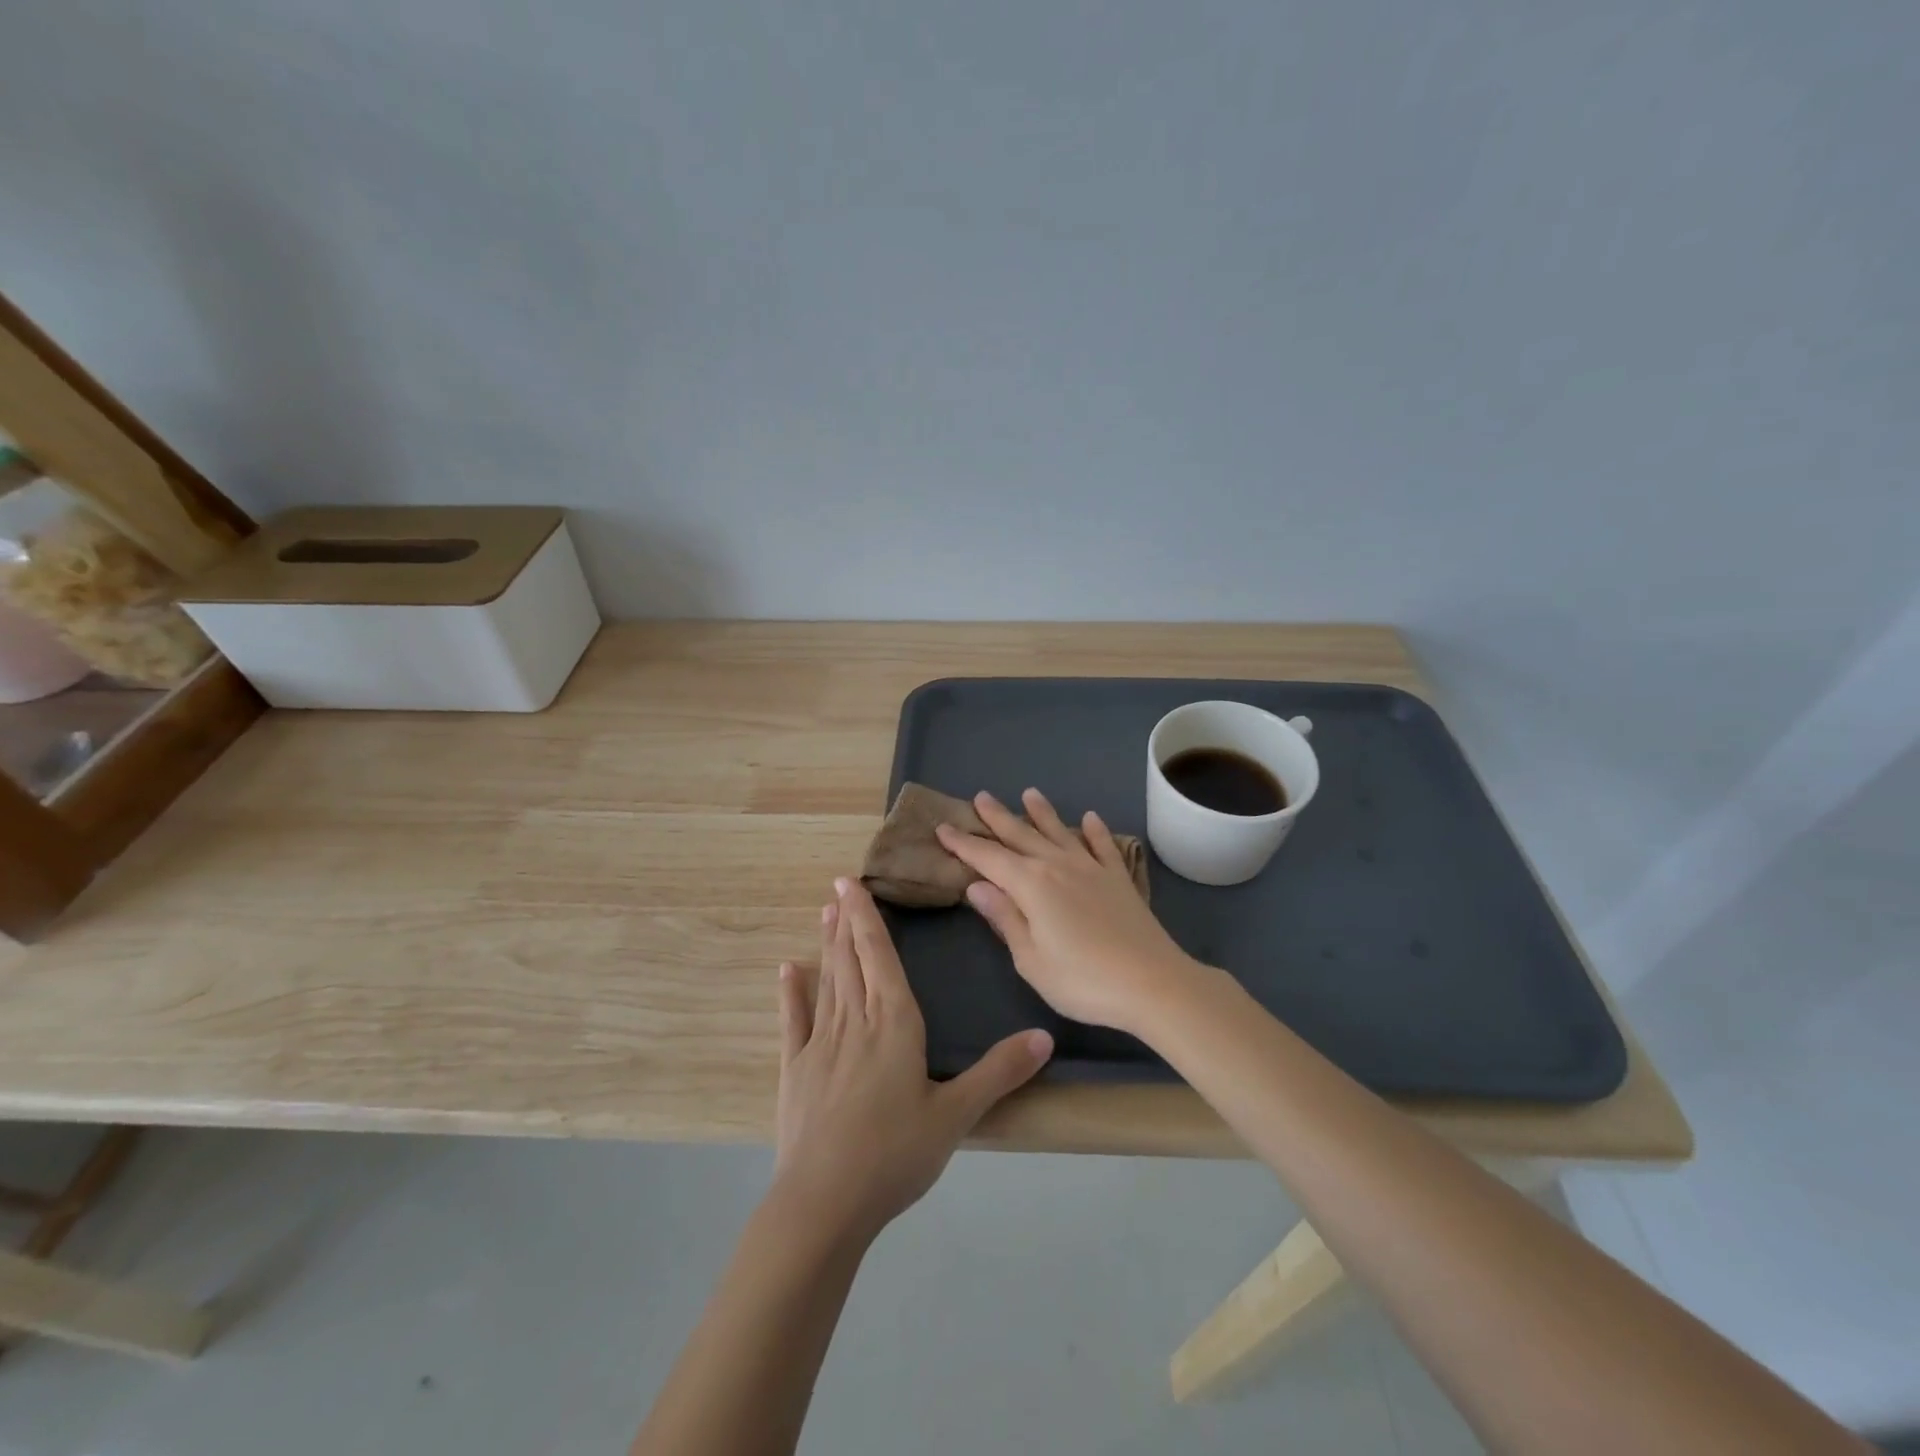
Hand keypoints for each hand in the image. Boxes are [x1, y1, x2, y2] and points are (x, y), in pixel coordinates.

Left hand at [772, 878, 1052, 1243]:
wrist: (824, 1202)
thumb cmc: (895, 1154)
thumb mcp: (956, 1115)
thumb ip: (999, 1072)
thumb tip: (1044, 1035)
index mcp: (894, 1023)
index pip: (880, 956)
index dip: (867, 918)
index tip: (852, 884)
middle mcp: (855, 1020)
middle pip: (852, 959)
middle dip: (847, 920)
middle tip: (838, 886)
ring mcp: (821, 1043)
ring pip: (828, 980)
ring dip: (828, 944)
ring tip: (824, 913)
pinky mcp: (796, 1069)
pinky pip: (794, 1020)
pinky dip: (791, 992)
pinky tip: (787, 969)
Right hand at [936, 789, 1204, 1034]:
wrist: (1152, 983)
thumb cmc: (1082, 980)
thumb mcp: (1030, 959)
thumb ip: (1004, 918)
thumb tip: (976, 886)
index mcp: (1030, 885)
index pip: (988, 858)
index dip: (964, 843)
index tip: (943, 827)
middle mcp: (1058, 866)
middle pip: (1021, 835)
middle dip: (998, 817)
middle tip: (981, 797)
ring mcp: (1091, 869)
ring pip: (1060, 832)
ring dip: (1042, 812)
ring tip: (1030, 793)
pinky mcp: (1119, 879)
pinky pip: (1103, 846)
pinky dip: (1095, 830)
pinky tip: (1090, 818)